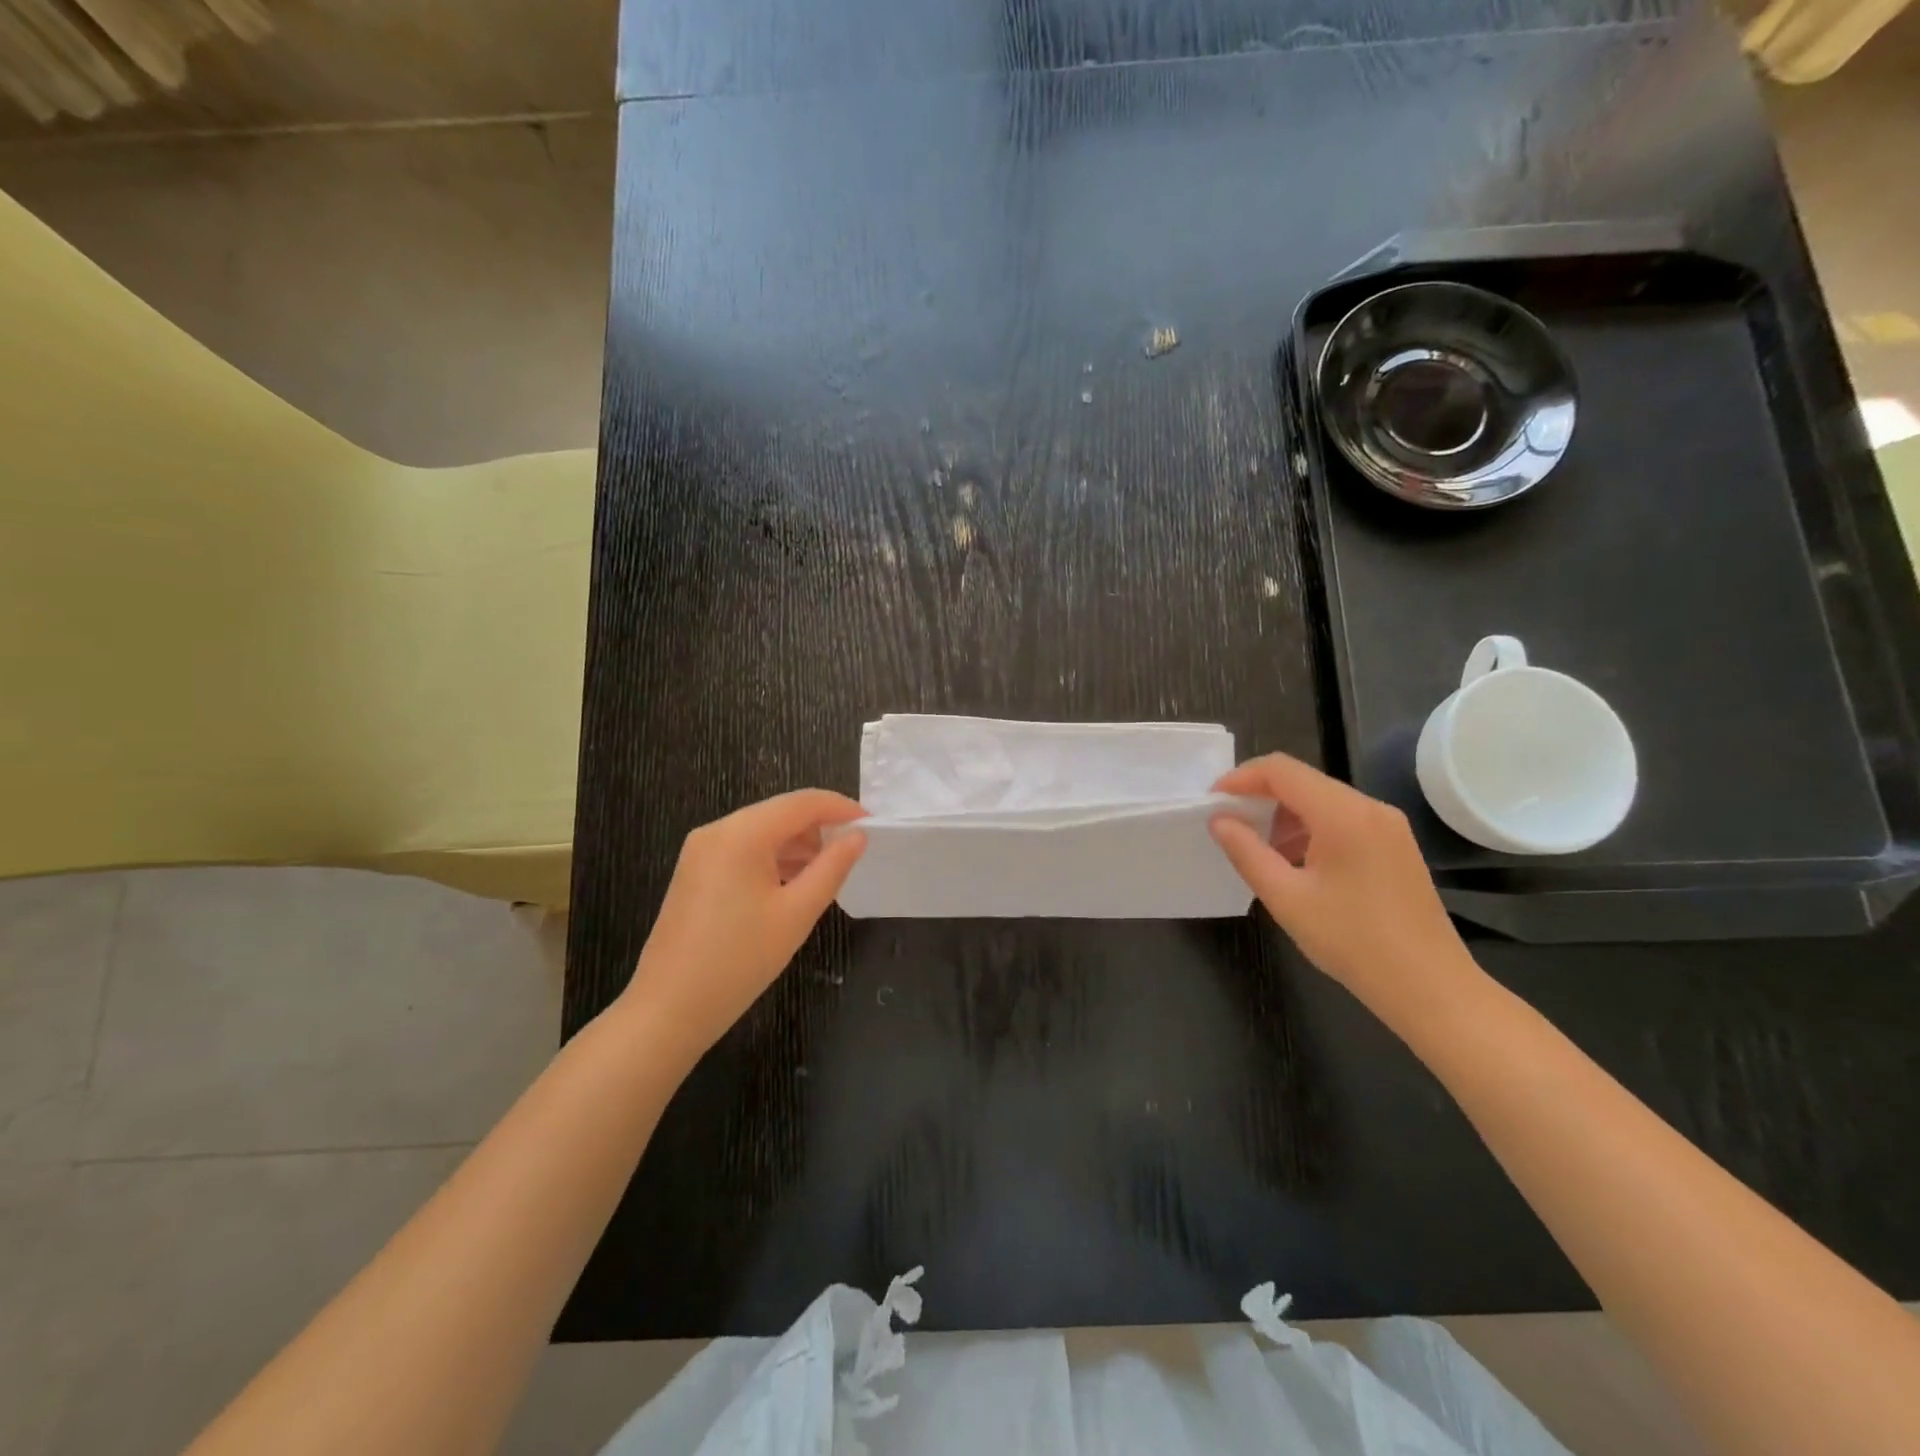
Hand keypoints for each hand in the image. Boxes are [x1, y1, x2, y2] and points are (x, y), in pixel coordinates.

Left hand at [620, 790, 866, 1057]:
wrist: (668, 1009)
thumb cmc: (739, 960)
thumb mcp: (796, 913)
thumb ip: (832, 867)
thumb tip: (858, 836)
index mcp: (742, 833)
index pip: (803, 802)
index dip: (842, 808)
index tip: (873, 825)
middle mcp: (718, 830)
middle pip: (781, 812)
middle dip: (820, 826)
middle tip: (855, 851)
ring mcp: (701, 850)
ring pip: (763, 831)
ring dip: (798, 844)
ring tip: (830, 870)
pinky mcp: (695, 871)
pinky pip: (744, 850)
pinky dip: (774, 858)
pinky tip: (794, 883)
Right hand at [1209, 754, 1479, 1020]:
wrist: (1430, 987)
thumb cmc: (1352, 942)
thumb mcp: (1286, 898)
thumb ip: (1246, 852)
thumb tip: (1219, 820)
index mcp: (1343, 815)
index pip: (1281, 770)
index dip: (1240, 778)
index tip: (1212, 802)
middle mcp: (1370, 808)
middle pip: (1302, 780)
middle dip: (1259, 795)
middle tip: (1227, 824)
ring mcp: (1388, 825)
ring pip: (1322, 799)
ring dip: (1283, 814)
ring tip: (1256, 847)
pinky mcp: (1395, 844)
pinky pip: (1342, 818)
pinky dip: (1309, 827)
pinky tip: (1294, 861)